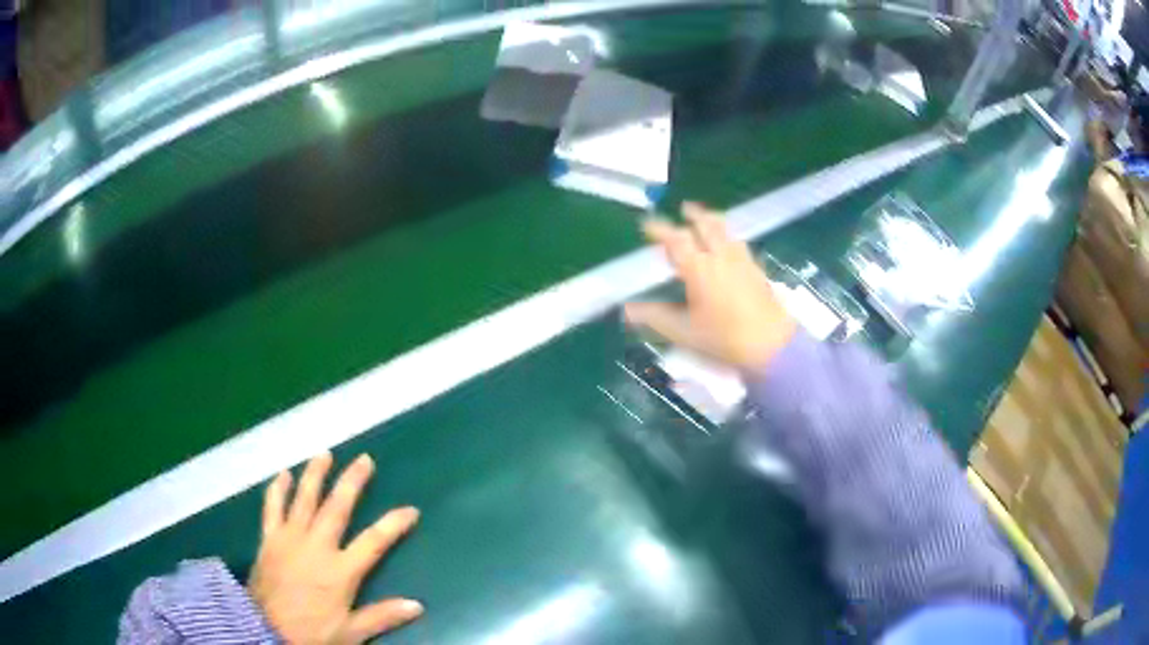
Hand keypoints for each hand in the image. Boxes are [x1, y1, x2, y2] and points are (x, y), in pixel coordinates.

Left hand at [248, 452, 422, 643]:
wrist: (265, 630)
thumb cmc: (311, 632)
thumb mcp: (351, 632)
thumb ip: (382, 616)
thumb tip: (417, 606)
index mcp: (340, 570)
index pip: (374, 541)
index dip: (394, 523)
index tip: (411, 509)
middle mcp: (317, 546)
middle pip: (337, 507)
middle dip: (352, 482)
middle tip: (364, 459)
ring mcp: (290, 538)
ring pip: (304, 499)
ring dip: (315, 475)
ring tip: (324, 454)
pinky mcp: (269, 538)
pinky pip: (272, 507)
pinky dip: (277, 489)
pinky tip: (283, 474)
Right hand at [625, 202, 796, 372]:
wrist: (772, 345)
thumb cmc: (724, 339)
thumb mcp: (684, 333)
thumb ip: (656, 317)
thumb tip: (628, 310)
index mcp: (699, 268)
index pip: (675, 240)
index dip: (659, 229)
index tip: (647, 224)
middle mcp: (720, 256)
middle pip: (706, 224)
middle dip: (692, 215)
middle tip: (683, 209)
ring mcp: (742, 260)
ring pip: (725, 230)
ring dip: (712, 220)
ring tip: (706, 218)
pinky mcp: (757, 269)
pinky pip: (739, 242)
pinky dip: (728, 235)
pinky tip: (729, 245)